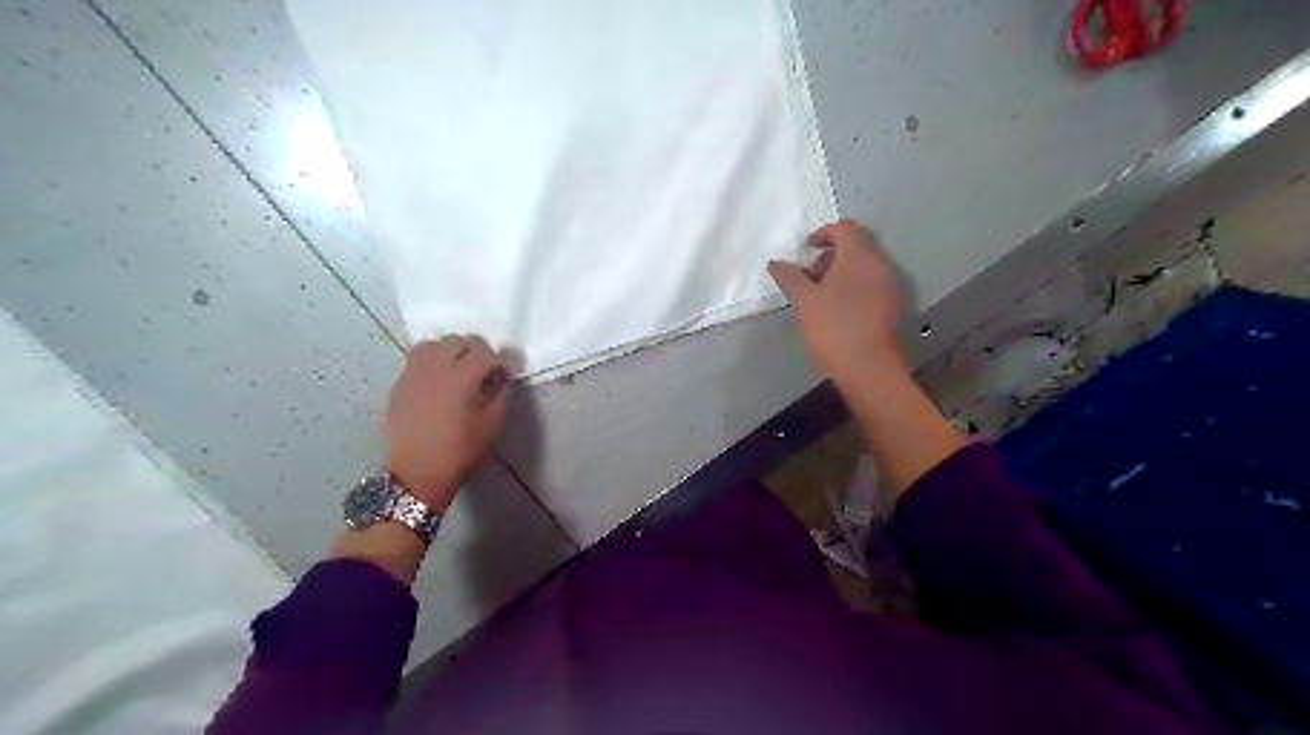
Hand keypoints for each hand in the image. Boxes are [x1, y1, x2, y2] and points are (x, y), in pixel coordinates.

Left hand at [382, 333, 506, 509]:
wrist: (417, 473)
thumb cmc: (460, 451)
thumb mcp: (492, 425)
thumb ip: (500, 395)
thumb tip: (501, 378)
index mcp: (461, 378)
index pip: (484, 353)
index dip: (499, 360)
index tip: (505, 373)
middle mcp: (435, 368)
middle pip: (457, 341)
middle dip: (475, 351)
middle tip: (483, 370)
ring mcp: (413, 374)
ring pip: (433, 345)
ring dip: (449, 351)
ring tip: (457, 369)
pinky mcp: (400, 385)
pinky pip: (416, 361)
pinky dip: (431, 363)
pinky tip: (438, 383)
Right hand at [771, 221, 906, 387]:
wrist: (868, 368)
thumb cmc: (833, 328)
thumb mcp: (803, 301)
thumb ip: (789, 276)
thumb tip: (776, 263)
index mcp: (858, 256)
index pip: (844, 228)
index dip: (823, 234)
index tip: (806, 251)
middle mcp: (880, 263)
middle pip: (857, 245)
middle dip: (831, 254)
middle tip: (810, 276)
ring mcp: (891, 284)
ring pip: (866, 265)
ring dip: (843, 271)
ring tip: (822, 295)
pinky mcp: (895, 304)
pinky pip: (873, 283)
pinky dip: (856, 285)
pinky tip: (840, 309)